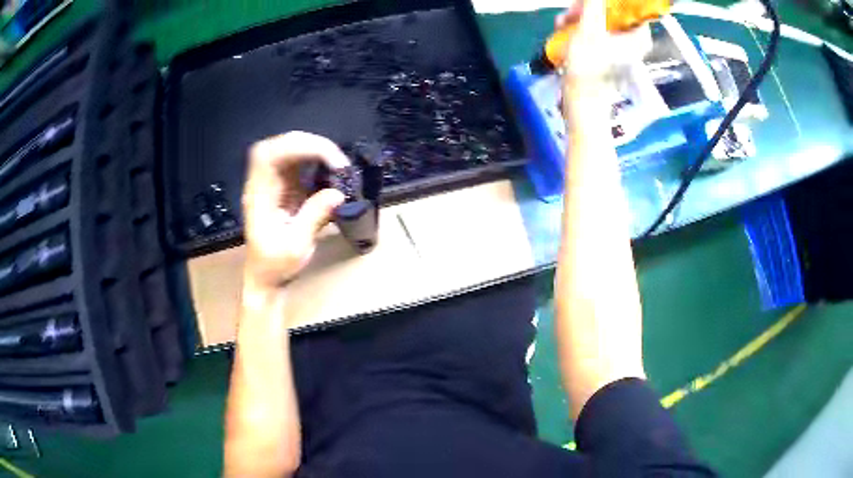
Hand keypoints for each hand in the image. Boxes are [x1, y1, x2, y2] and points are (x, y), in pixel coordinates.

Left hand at [242, 132, 348, 289]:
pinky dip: (314, 159)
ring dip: (313, 149)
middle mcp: (263, 183)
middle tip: (337, 160)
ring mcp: (271, 183)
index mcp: (259, 195)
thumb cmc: (275, 265)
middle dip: (309, 144)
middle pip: (278, 145)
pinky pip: (295, 162)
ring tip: (336, 163)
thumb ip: (314, 217)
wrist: (265, 277)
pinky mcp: (282, 186)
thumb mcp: (296, 246)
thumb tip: (338, 193)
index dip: (297, 147)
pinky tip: (328, 169)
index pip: (270, 156)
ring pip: (287, 149)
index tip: (327, 159)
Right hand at [556, 0, 651, 89]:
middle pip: (613, 12)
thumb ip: (593, 5)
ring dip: (579, 17)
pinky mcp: (607, 53)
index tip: (593, 2)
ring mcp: (620, 47)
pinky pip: (596, 32)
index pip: (632, 9)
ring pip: (601, 20)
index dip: (613, 3)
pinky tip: (564, 30)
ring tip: (562, 22)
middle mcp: (633, 40)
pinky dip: (580, 28)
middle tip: (572, 11)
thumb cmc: (590, 64)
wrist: (582, 97)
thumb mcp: (589, 28)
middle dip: (588, 8)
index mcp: (638, 36)